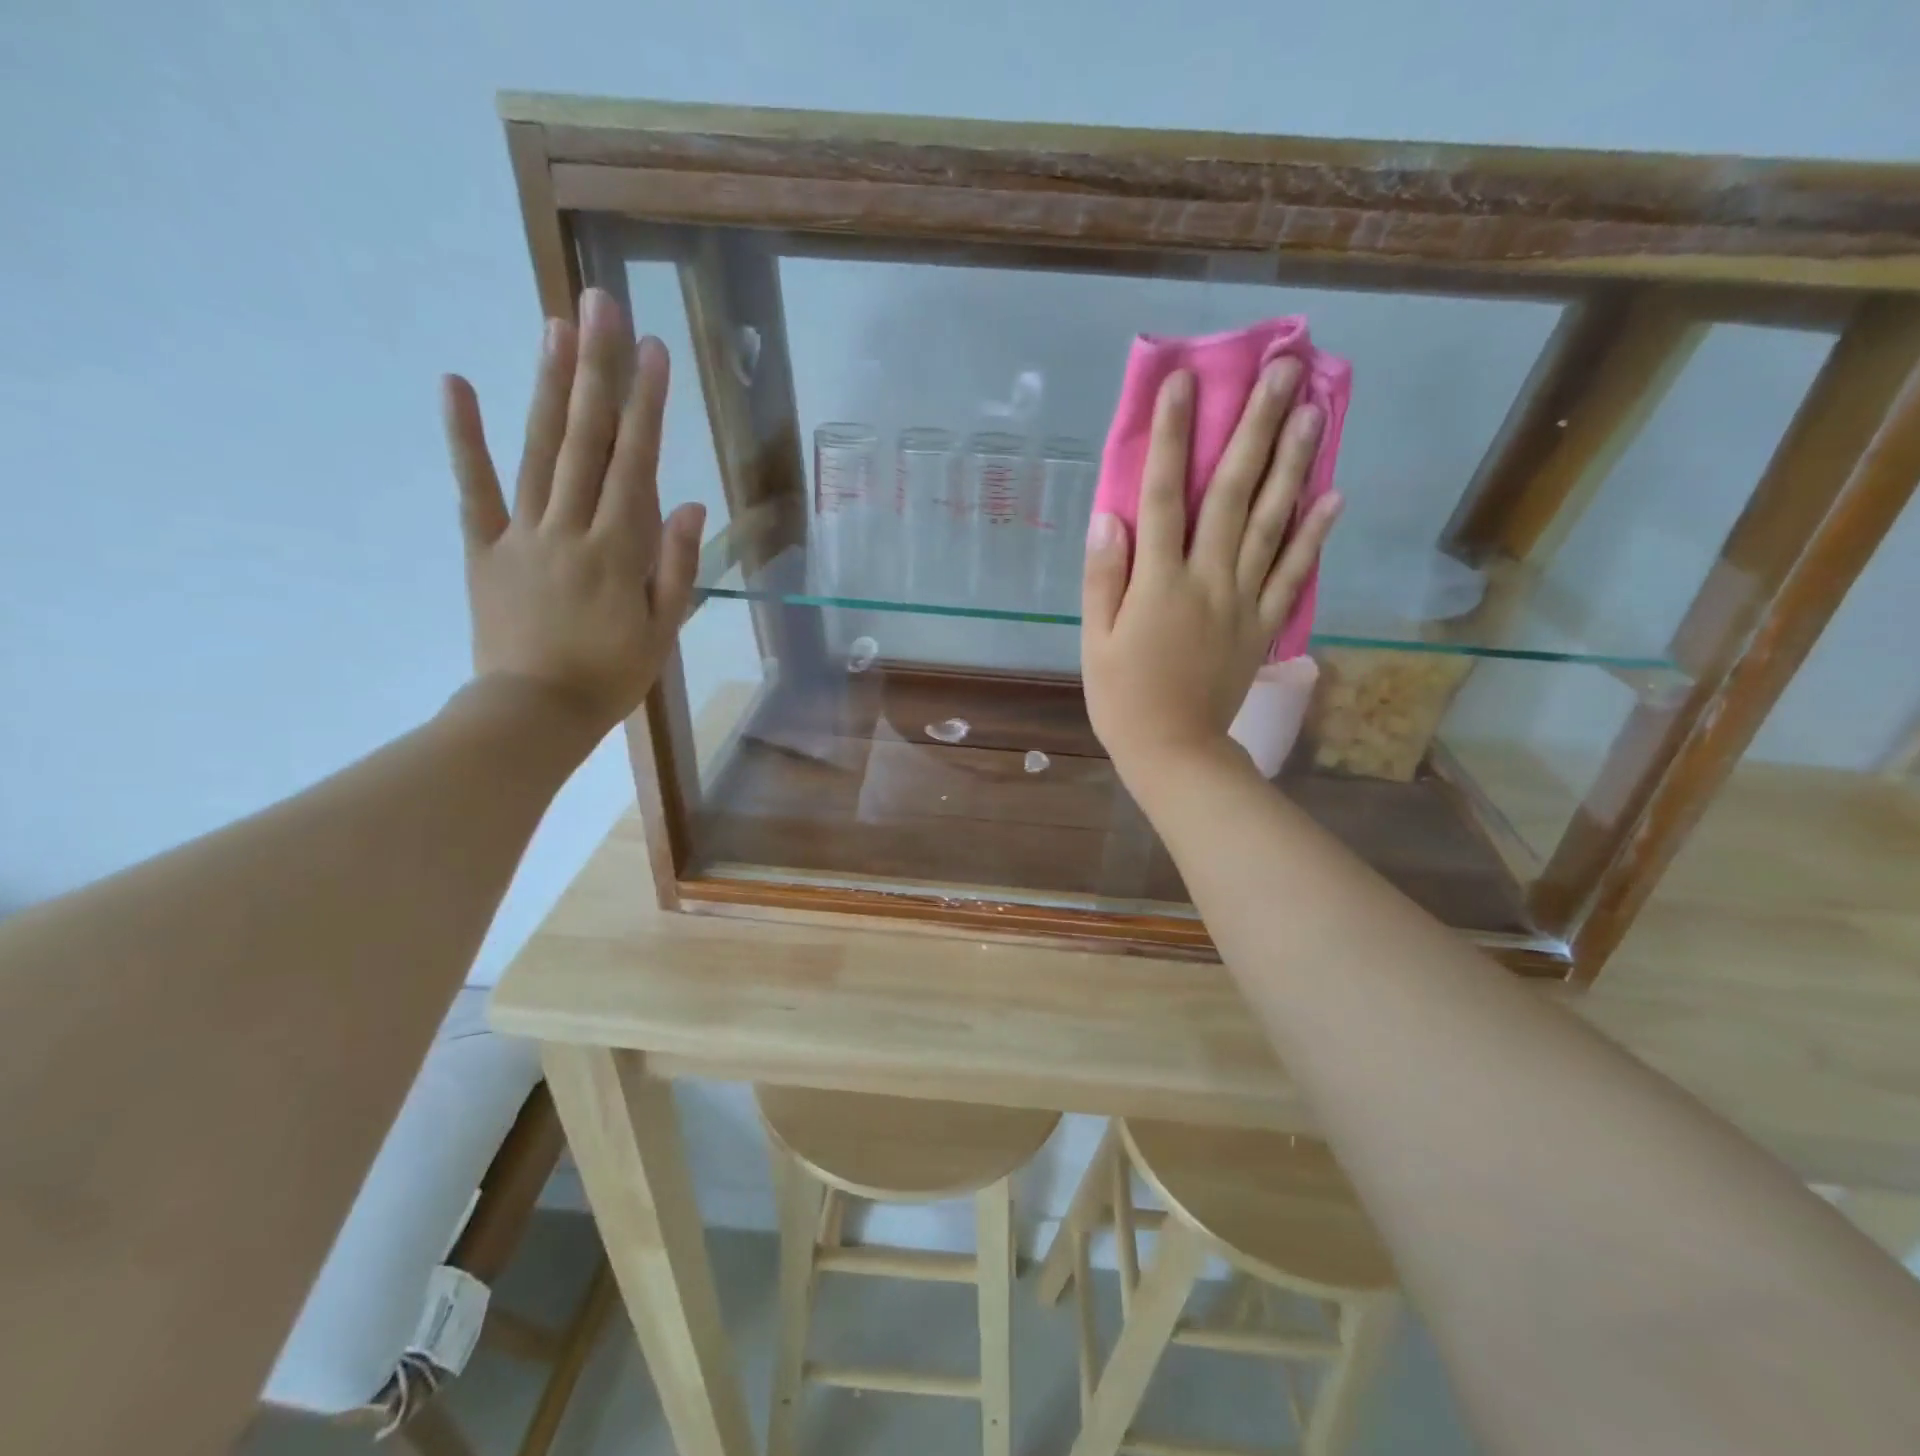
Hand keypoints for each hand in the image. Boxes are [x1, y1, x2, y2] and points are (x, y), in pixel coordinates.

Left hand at [441, 287, 705, 735]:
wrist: (536, 713)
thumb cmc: (612, 676)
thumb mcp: (663, 629)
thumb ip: (676, 565)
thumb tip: (688, 503)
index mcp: (619, 551)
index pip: (635, 464)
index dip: (647, 406)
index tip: (655, 351)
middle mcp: (570, 527)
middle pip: (586, 440)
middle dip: (596, 370)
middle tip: (600, 305)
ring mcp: (522, 533)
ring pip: (537, 450)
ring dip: (548, 386)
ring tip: (555, 326)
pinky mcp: (484, 547)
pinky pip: (473, 488)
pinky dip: (463, 437)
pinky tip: (456, 383)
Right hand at [1081, 359, 1339, 786]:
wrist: (1174, 751)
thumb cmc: (1122, 697)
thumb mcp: (1095, 641)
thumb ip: (1103, 577)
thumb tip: (1109, 516)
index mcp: (1159, 583)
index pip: (1163, 497)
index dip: (1171, 438)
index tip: (1184, 383)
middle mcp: (1207, 580)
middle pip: (1233, 495)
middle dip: (1254, 430)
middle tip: (1281, 371)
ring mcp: (1243, 601)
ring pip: (1272, 524)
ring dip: (1292, 465)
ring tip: (1312, 411)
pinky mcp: (1263, 625)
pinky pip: (1294, 574)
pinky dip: (1315, 535)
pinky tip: (1333, 495)